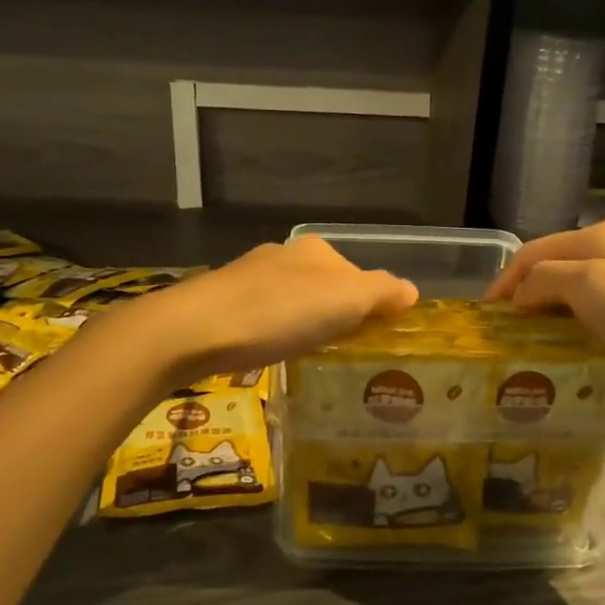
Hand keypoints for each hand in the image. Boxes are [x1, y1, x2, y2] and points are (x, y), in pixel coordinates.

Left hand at [118, 236, 417, 382]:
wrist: (194, 330)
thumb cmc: (278, 313)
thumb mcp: (345, 300)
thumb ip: (382, 293)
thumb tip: (411, 291)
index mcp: (315, 250)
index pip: (358, 275)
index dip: (371, 305)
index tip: (373, 337)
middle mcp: (282, 256)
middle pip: (325, 286)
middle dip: (336, 313)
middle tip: (344, 350)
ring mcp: (248, 278)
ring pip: (292, 300)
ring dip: (304, 323)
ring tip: (309, 353)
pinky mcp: (222, 304)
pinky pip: (264, 316)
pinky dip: (275, 332)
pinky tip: (270, 351)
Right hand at [485, 220, 604, 421]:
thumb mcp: (587, 286)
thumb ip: (543, 279)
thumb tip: (520, 296)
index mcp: (599, 236)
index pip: (533, 252)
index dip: (505, 280)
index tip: (485, 316)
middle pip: (552, 267)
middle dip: (523, 294)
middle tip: (502, 330)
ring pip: (570, 290)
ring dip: (544, 310)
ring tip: (524, 339)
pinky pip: (591, 311)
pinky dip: (569, 323)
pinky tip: (563, 344)